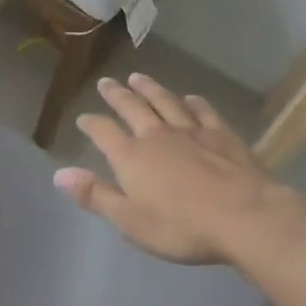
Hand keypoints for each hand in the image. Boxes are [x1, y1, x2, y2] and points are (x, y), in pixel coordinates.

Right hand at [54, 74, 305, 265]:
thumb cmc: (182, 227)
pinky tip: (190, 98)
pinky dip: (193, 102)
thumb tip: (59, 174)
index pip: (103, 132)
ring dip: (150, 89)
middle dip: (117, 95)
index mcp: (131, 156)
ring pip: (165, 102)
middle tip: (107, 82)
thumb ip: (95, 195)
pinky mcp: (221, 135)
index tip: (83, 118)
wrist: (245, 218)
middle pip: (132, 107)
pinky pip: (203, 112)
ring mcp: (191, 131)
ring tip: (138, 78)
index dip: (91, 124)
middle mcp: (156, 135)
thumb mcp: (130, 221)